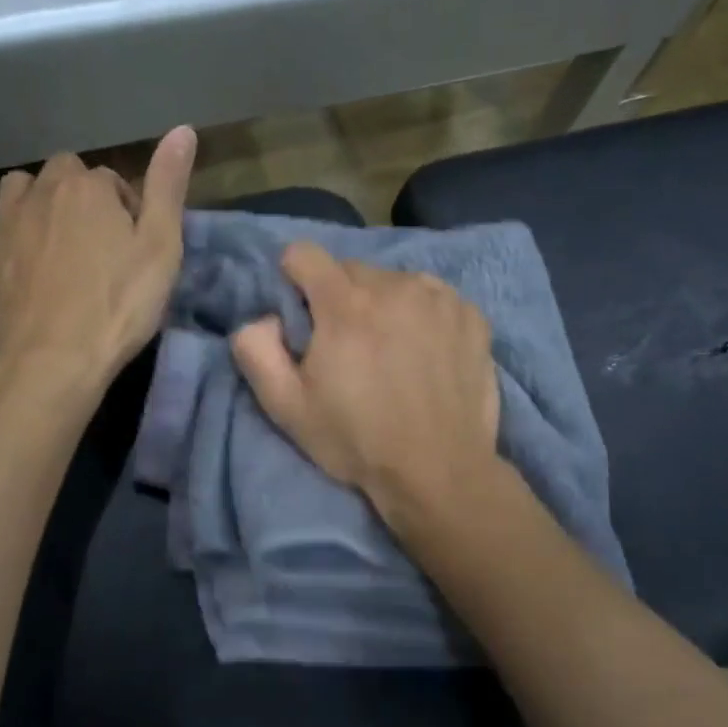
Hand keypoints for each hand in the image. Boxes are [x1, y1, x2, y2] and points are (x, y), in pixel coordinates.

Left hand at [0, 127, 195, 389]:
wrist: (55, 359)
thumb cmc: (119, 305)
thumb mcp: (161, 247)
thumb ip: (168, 186)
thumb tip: (182, 129)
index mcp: (86, 188)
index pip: (112, 180)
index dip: (128, 209)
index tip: (137, 246)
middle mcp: (40, 193)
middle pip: (62, 174)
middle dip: (81, 197)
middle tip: (101, 244)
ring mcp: (4, 226)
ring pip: (15, 189)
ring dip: (34, 202)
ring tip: (54, 239)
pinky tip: (2, 252)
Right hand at [231, 242, 500, 522]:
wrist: (438, 472)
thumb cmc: (357, 440)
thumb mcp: (286, 407)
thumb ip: (256, 351)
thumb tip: (262, 318)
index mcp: (345, 304)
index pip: (304, 254)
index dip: (294, 281)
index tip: (301, 318)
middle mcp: (394, 286)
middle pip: (350, 270)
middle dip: (339, 299)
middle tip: (346, 348)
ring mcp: (439, 298)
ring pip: (393, 282)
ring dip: (382, 305)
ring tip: (389, 352)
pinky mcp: (471, 316)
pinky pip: (432, 297)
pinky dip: (421, 315)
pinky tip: (425, 355)